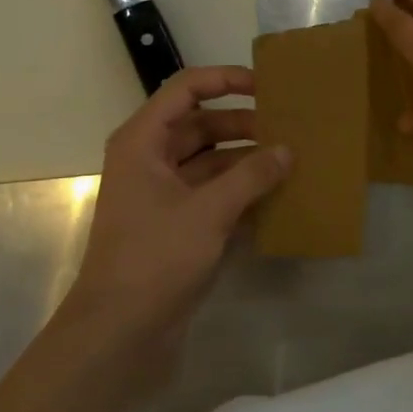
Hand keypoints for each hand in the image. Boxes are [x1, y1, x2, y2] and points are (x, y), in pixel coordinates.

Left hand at [55, 66, 288, 355]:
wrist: (120, 331)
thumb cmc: (155, 257)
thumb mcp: (208, 211)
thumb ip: (251, 175)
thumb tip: (287, 150)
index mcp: (143, 142)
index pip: (187, 90)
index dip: (226, 80)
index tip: (267, 87)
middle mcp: (151, 160)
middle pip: (202, 125)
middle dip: (244, 124)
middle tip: (290, 128)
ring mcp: (164, 194)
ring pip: (211, 161)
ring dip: (247, 160)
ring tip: (292, 160)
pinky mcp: (177, 224)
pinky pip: (214, 193)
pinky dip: (242, 190)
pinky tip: (278, 194)